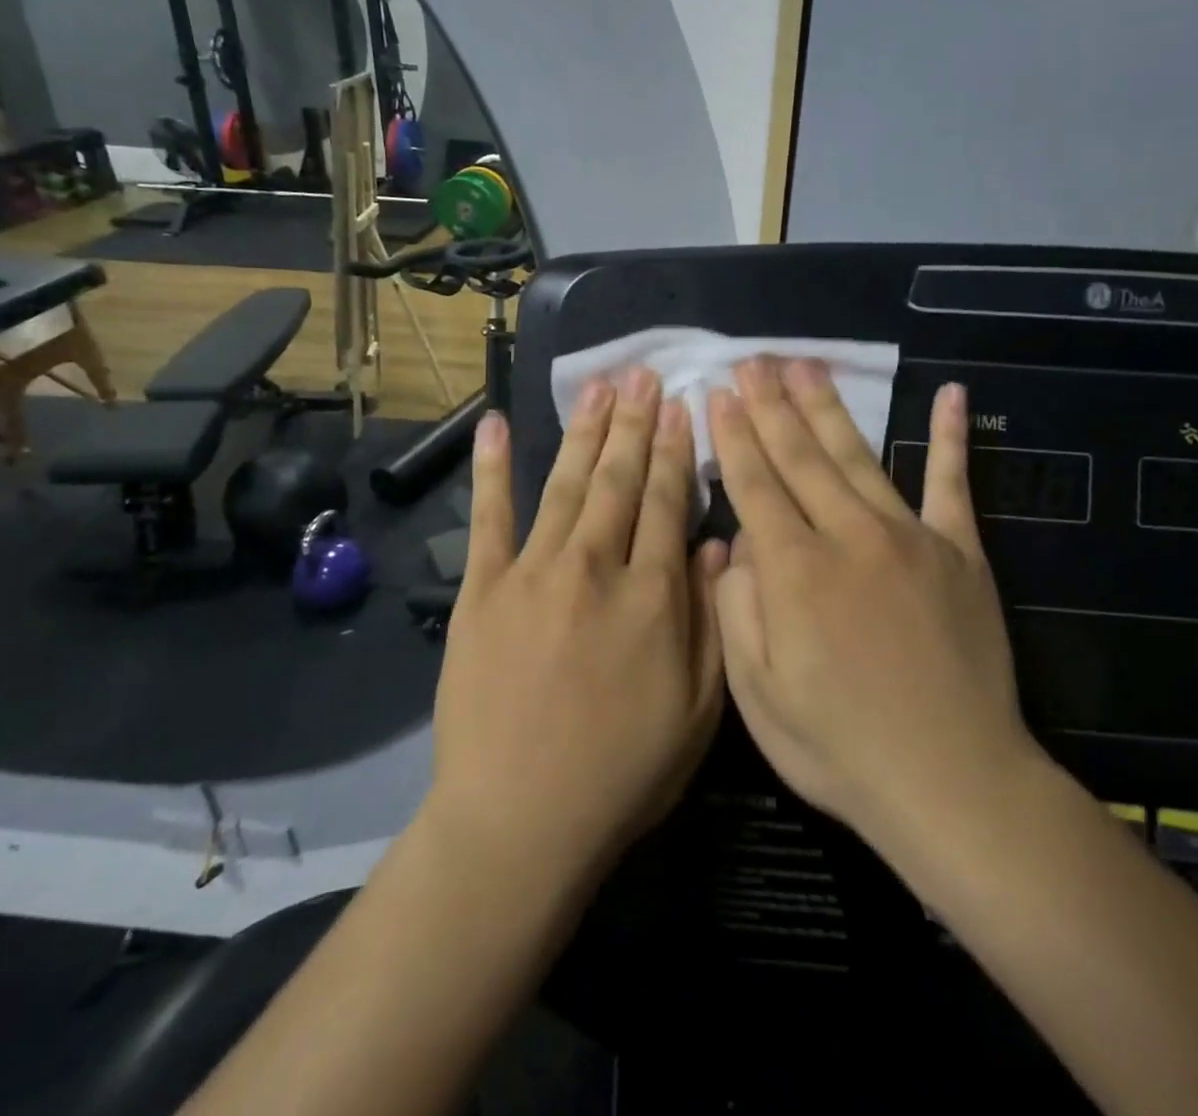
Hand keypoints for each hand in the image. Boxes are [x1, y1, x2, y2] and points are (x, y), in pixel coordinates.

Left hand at [426, 369, 724, 885]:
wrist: (518, 821)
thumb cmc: (622, 772)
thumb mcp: (700, 710)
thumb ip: (711, 620)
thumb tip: (715, 545)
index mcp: (653, 596)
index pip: (669, 503)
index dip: (676, 451)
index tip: (682, 407)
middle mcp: (595, 567)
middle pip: (620, 480)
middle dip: (635, 424)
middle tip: (643, 377)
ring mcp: (533, 573)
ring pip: (568, 484)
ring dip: (586, 431)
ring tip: (600, 387)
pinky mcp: (482, 589)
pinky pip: (488, 517)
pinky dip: (494, 469)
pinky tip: (499, 425)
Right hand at [705, 357, 1045, 868]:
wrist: (951, 781)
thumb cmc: (839, 747)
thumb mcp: (757, 694)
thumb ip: (738, 608)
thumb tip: (734, 543)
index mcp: (794, 570)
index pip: (755, 484)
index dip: (733, 436)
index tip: (718, 393)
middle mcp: (848, 536)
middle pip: (801, 456)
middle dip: (771, 405)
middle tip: (753, 360)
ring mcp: (910, 537)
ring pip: (859, 455)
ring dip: (828, 407)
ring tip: (805, 364)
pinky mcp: (960, 552)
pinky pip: (953, 484)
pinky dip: (950, 438)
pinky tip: (951, 394)